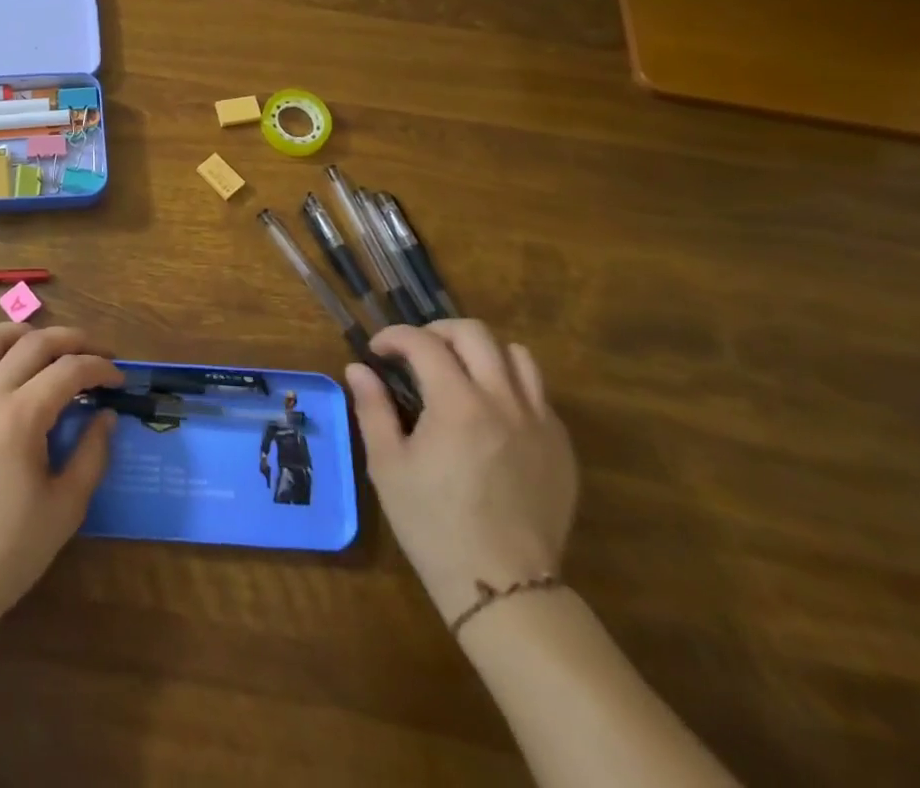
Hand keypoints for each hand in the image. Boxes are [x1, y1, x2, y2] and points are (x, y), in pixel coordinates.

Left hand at [0, 323, 121, 636]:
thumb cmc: (10, 551)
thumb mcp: (66, 507)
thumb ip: (92, 454)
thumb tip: (106, 417)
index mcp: (21, 417)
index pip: (69, 371)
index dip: (100, 369)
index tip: (118, 381)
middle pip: (33, 343)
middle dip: (72, 340)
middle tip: (95, 354)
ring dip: (20, 332)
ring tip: (44, 345)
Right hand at [347, 320, 577, 626]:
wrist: (503, 588)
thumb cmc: (433, 525)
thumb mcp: (388, 465)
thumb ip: (373, 408)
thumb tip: (358, 368)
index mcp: (457, 404)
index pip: (423, 342)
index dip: (394, 337)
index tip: (378, 352)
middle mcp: (503, 401)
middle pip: (475, 333)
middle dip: (438, 331)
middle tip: (416, 352)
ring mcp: (539, 422)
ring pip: (517, 356)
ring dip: (482, 352)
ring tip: (460, 372)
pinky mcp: (561, 446)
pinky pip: (538, 394)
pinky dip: (510, 385)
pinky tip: (489, 412)